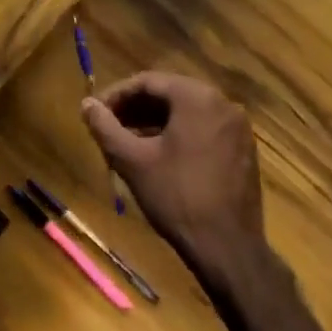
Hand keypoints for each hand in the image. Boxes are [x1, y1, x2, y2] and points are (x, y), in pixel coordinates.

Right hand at [83, 72, 265, 278]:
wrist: (228, 249)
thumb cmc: (176, 196)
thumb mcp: (131, 160)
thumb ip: (104, 126)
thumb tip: (87, 104)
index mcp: (197, 98)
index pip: (148, 81)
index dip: (117, 94)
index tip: (97, 112)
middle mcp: (223, 104)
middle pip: (168, 94)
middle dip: (135, 108)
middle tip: (110, 125)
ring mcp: (237, 128)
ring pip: (186, 112)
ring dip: (154, 121)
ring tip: (128, 141)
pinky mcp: (243, 151)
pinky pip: (203, 128)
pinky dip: (177, 133)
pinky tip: (157, 154)